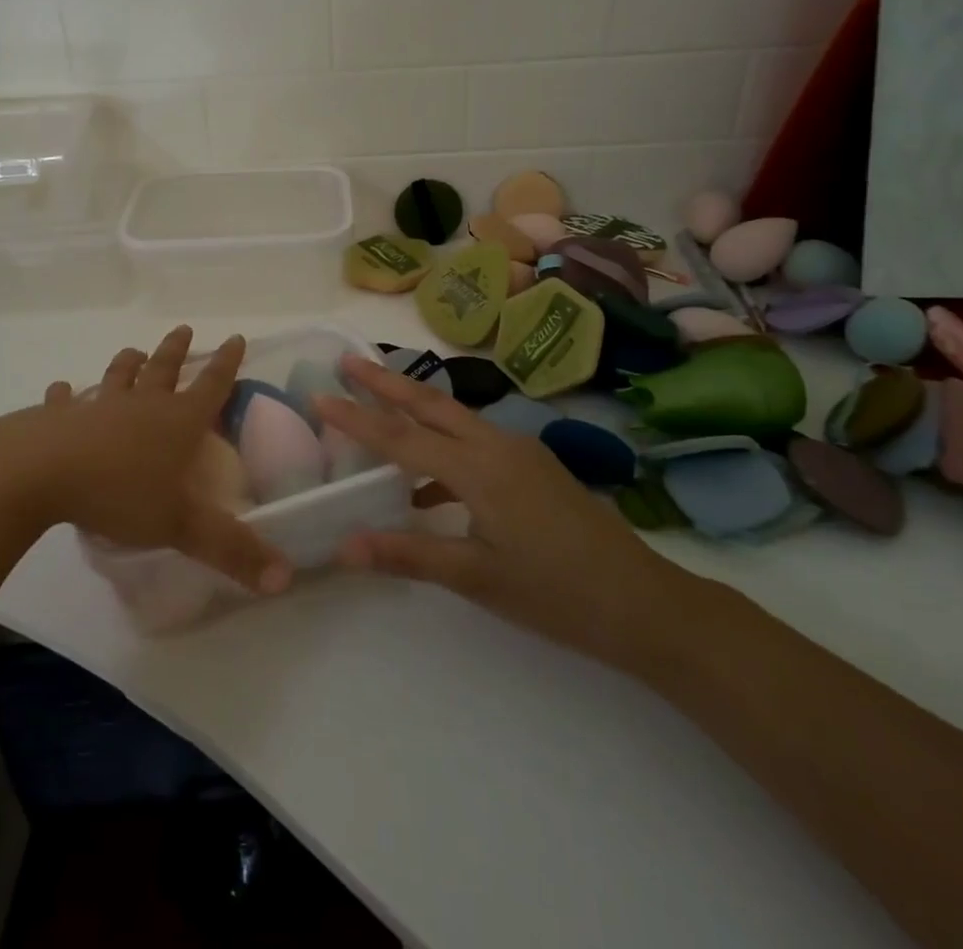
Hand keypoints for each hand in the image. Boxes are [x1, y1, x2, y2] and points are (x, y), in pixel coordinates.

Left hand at [0, 326, 290, 596]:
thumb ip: (232, 550)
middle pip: (164, 369)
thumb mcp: (181, 526)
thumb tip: (285, 579)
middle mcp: (141, 405)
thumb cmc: (119, 493)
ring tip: (135, 352)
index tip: (236, 337)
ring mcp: (97, 407)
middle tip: (183, 330)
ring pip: (118, 376)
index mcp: (176, 422)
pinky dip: (64, 394)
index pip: (212, 386)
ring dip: (128, 363)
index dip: (227, 363)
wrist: (40, 473)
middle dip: (176, 350)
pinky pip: (64, 400)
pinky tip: (61, 389)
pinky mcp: (57, 417)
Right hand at [317, 357, 700, 674]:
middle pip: (429, 404)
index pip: (400, 438)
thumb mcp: (477, 578)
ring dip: (413, 407)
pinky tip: (428, 485)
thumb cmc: (557, 593)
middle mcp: (495, 445)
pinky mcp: (533, 465)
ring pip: (453, 418)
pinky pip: (475, 441)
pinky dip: (443, 446)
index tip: (319, 395)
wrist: (644, 601)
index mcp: (477, 469)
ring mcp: (519, 451)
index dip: (356, 418)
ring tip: (377, 404)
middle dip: (384, 382)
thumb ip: (409, 555)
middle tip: (347, 361)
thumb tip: (344, 546)